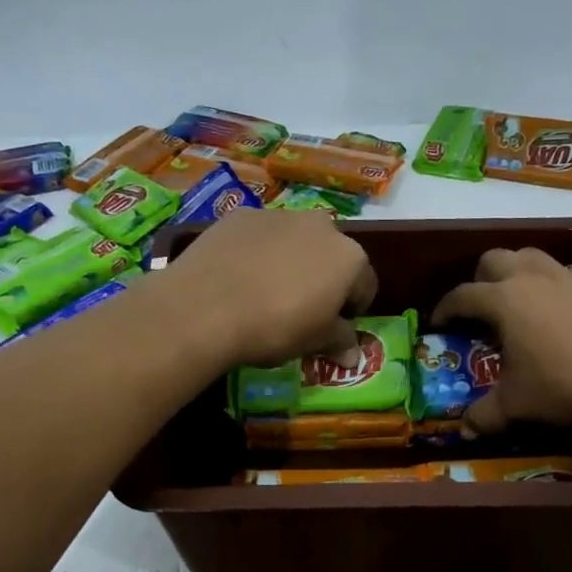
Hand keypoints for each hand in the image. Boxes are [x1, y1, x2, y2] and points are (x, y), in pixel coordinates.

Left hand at [160, 207, 376, 367]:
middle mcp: (321, 226)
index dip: (353, 307)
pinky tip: (238, 276)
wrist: (206, 306)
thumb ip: (339, 341)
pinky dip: (257, 252)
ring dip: (290, 261)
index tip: (336, 325)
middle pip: (331, 255)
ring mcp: (279, 215)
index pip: (365, 284)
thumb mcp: (314, 341)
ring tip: (265, 291)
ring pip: (295, 241)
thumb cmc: (275, 327)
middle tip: (302, 307)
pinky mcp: (241, 215)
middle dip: (323, 277)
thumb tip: (354, 356)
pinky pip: (260, 236)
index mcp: (349, 257)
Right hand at [432, 248, 571, 433]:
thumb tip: (466, 430)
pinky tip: (563, 313)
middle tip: (482, 308)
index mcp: (503, 299)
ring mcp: (568, 274)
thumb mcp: (519, 404)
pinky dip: (553, 285)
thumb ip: (486, 415)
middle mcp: (531, 277)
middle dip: (480, 280)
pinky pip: (564, 273)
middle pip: (493, 260)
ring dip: (517, 273)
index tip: (440, 323)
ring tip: (520, 302)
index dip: (445, 309)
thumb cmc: (568, 383)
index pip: (461, 296)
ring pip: (530, 257)